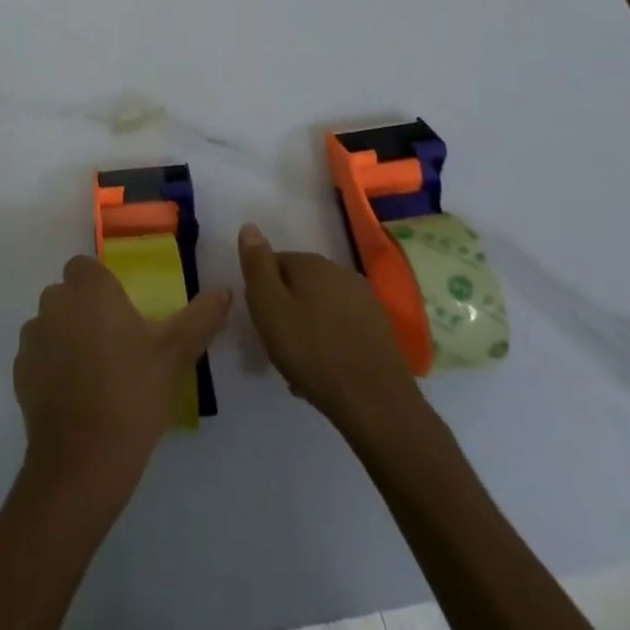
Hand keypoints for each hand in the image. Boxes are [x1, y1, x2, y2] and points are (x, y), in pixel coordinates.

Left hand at [14, 255, 230, 497]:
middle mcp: (54, 302)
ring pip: (51, 323)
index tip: (124, 314)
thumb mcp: (176, 354)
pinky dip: (52, 366)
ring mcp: (32, 337)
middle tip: (117, 345)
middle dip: (86, 310)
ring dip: (67, 336)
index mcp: (89, 288)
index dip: (103, 286)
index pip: (86, 267)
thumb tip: (224, 291)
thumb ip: (201, 316)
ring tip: (97, 374)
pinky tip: (77, 396)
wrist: (82, 460)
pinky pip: (38, 356)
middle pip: (68, 294)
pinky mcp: (20, 371)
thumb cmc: (133, 393)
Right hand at [239, 223, 423, 437]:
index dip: (262, 293)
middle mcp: (340, 271)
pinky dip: (329, 342)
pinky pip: (341, 326)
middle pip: (298, 285)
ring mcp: (364, 299)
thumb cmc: (313, 352)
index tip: (262, 323)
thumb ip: (257, 266)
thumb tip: (250, 226)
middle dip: (285, 310)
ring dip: (307, 328)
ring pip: (320, 307)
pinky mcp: (379, 327)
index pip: (273, 264)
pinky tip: (326, 370)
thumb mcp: (269, 308)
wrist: (376, 403)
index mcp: (311, 263)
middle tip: (278, 346)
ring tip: (300, 365)